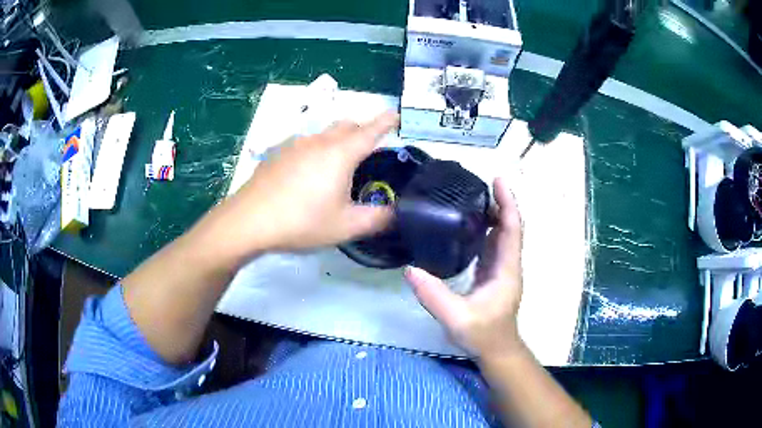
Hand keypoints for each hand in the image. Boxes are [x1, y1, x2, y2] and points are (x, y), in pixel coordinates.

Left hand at [228, 112, 398, 253]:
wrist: (249, 220)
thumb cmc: (301, 221)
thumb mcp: (345, 226)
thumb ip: (377, 218)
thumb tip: (396, 212)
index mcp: (340, 153)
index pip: (370, 130)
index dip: (386, 121)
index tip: (396, 115)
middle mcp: (318, 141)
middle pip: (346, 125)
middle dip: (362, 129)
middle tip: (369, 148)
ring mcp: (295, 144)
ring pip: (324, 133)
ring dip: (338, 140)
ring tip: (338, 165)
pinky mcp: (277, 153)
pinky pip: (305, 143)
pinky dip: (317, 150)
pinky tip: (308, 174)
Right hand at [405, 178, 523, 358]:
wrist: (496, 350)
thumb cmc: (483, 335)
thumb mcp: (457, 318)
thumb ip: (434, 296)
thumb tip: (410, 269)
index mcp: (506, 269)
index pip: (512, 229)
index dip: (508, 203)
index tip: (498, 181)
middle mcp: (507, 264)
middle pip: (508, 227)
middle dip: (499, 203)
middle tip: (477, 184)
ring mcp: (501, 269)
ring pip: (501, 234)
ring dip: (492, 214)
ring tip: (471, 198)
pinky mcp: (493, 274)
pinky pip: (492, 245)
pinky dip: (485, 229)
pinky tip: (467, 225)